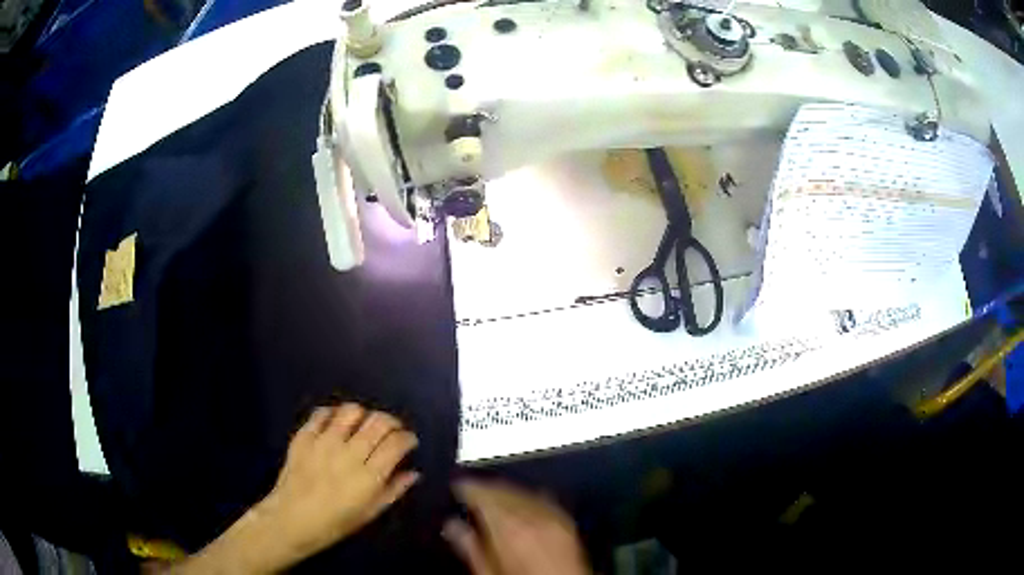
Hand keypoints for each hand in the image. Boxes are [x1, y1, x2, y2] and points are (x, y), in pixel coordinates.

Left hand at [258, 404, 420, 561]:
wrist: (291, 520)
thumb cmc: (335, 523)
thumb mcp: (370, 513)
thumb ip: (393, 490)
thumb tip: (413, 472)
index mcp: (369, 477)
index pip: (396, 443)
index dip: (407, 438)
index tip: (408, 442)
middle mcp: (349, 454)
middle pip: (378, 421)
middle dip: (391, 422)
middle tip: (391, 430)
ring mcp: (324, 442)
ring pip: (352, 411)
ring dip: (363, 415)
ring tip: (363, 425)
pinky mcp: (304, 436)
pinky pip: (322, 413)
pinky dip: (333, 414)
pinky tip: (336, 424)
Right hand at [443, 480, 589, 574]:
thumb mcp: (486, 571)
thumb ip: (469, 546)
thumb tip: (453, 527)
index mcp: (507, 527)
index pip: (482, 493)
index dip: (465, 487)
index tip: (457, 486)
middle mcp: (532, 516)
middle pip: (503, 490)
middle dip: (485, 488)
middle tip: (471, 489)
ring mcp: (552, 518)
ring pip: (523, 492)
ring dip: (506, 491)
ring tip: (493, 496)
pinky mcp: (567, 523)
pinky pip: (544, 500)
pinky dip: (529, 499)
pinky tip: (522, 504)